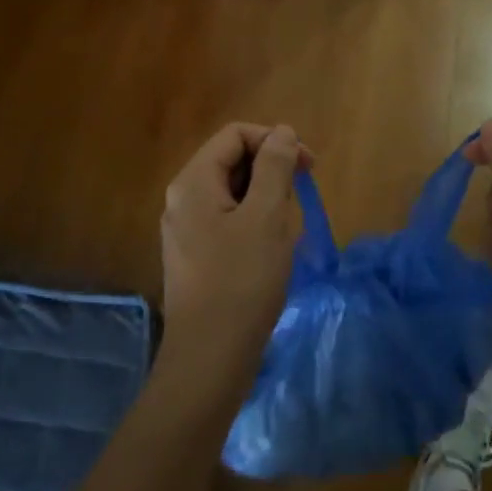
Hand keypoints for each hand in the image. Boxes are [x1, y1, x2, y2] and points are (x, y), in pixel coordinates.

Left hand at [158, 123, 310, 408]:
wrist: (210, 358)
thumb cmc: (242, 281)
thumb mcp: (266, 217)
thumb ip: (274, 167)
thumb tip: (282, 132)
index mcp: (193, 182)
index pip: (235, 135)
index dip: (274, 141)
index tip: (309, 168)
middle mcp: (182, 199)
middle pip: (232, 161)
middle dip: (271, 172)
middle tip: (299, 201)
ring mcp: (186, 230)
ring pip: (233, 194)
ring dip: (266, 201)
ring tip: (286, 233)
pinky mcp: (195, 256)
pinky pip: (228, 222)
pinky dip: (255, 225)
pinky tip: (271, 254)